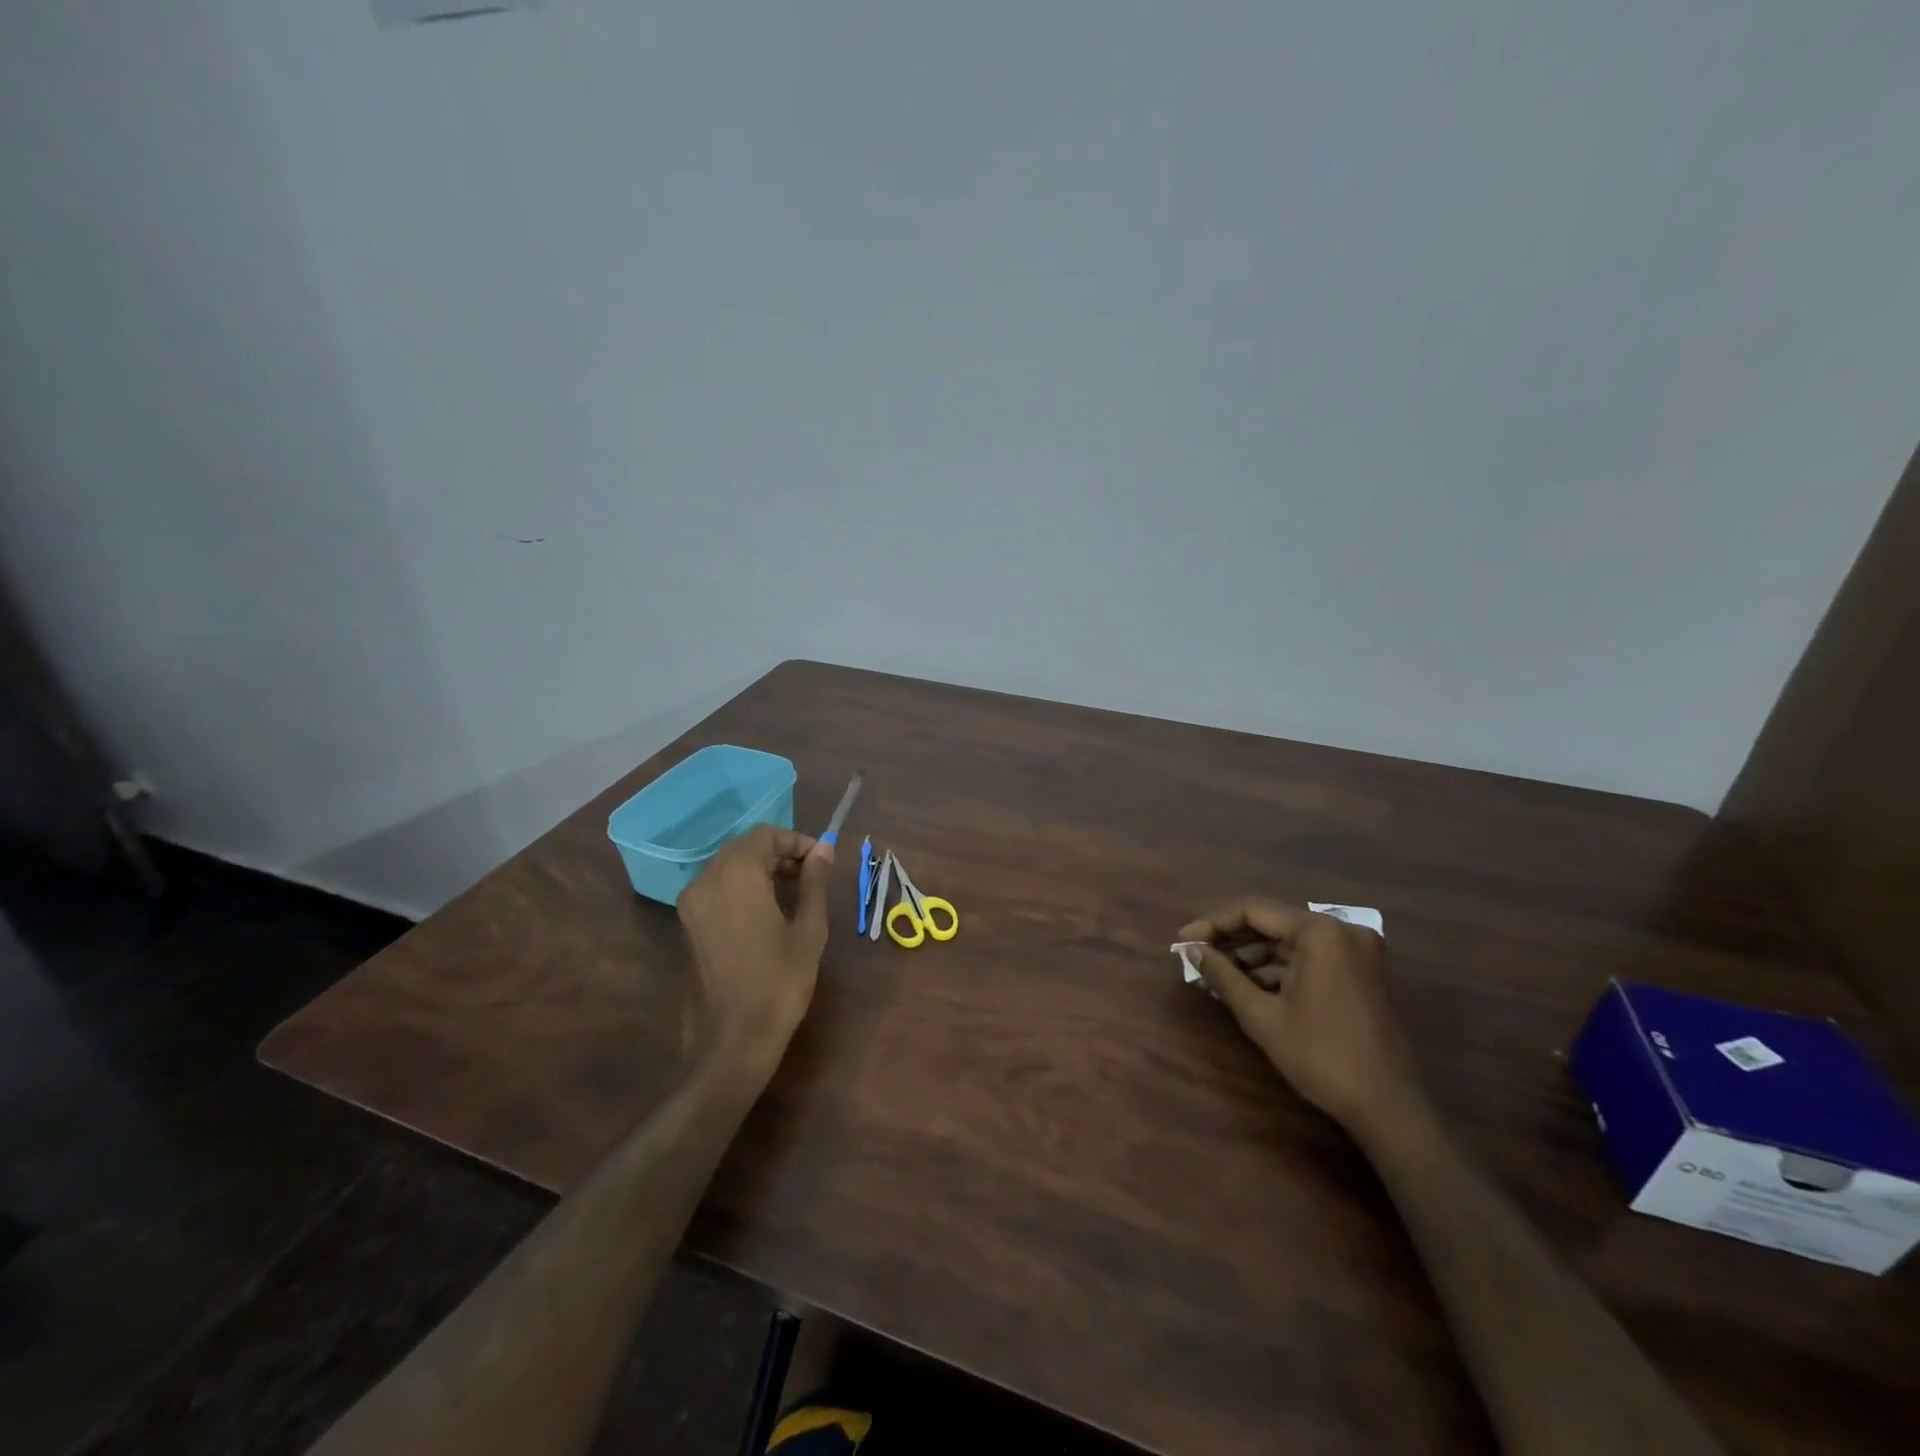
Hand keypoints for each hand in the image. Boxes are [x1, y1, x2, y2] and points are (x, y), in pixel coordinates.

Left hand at [678, 825, 831, 1068]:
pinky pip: (717, 886)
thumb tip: (823, 850)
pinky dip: (742, 884)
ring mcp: (692, 902)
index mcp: (737, 876)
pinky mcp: (688, 922)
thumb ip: (814, 882)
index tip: (821, 860)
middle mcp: (707, 879)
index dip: (796, 841)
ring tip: (793, 890)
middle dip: (779, 852)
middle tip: (810, 873)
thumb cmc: (780, 982)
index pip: (766, 835)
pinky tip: (766, 907)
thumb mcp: (809, 929)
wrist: (734, 1038)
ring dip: (760, 867)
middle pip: (745, 846)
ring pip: (728, 864)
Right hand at [1179, 899, 1430, 1146]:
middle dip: (1232, 942)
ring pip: (1291, 942)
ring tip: (1217, 978)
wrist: (1390, 1108)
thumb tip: (1192, 950)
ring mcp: (1358, 951)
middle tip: (1196, 958)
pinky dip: (1281, 970)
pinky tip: (1251, 988)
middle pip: (1273, 923)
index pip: (1252, 910)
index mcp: (1319, 932)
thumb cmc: (1321, 1057)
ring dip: (1254, 958)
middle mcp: (1342, 930)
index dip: (1212, 924)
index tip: (1183, 941)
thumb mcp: (1262, 1016)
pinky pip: (1312, 958)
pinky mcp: (1364, 972)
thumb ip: (1223, 975)